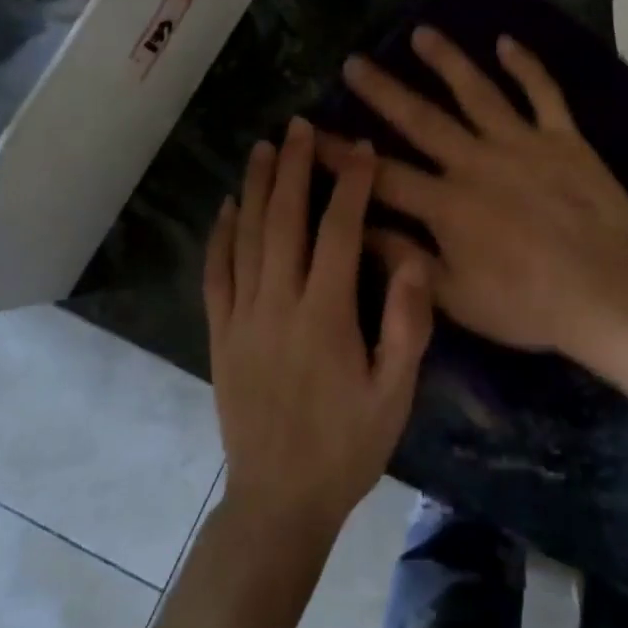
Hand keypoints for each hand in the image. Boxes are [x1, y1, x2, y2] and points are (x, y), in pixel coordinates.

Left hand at [204, 118, 433, 541]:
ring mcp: (242, 318)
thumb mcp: (395, 394)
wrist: (279, 502)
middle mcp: (277, 304)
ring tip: (265, 147)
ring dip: (257, 187)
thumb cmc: (348, 445)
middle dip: (295, 167)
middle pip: (284, 220)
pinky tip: (228, 206)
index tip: (360, 147)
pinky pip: (216, 274)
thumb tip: (412, 259)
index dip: (350, 184)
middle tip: (301, 126)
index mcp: (324, 314)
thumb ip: (406, 325)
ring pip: (246, 237)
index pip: (338, 231)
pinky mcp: (221, 335)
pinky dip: (221, 236)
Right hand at [318, 28, 627, 364]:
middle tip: (355, 63)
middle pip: (422, 120)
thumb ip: (406, 260)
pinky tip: (506, 42)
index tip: (311, 132)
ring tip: (422, 34)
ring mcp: (522, 144)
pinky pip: (543, 93)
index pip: (381, 175)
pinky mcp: (563, 139)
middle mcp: (476, 162)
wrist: (606, 293)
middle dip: (384, 91)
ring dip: (448, 61)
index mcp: (447, 204)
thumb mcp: (455, 298)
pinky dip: (526, 66)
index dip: (342, 155)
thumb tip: (358, 228)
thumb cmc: (528, 304)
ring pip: (478, 92)